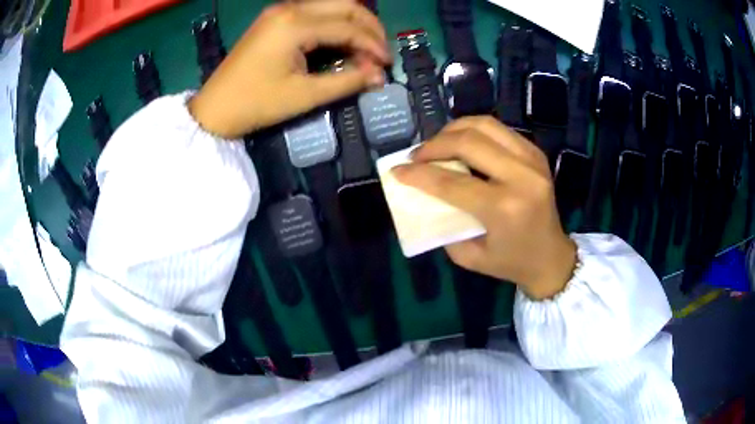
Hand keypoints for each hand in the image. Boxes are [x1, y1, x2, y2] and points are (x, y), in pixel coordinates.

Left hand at [189, 0, 390, 138]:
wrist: (214, 109)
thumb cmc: (256, 104)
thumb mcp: (304, 96)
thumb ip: (346, 81)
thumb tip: (379, 76)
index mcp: (295, 24)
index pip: (348, 27)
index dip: (373, 45)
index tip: (387, 65)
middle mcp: (290, 8)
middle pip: (345, 5)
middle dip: (369, 26)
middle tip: (380, 52)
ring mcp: (280, 11)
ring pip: (331, 5)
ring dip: (353, 23)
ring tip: (364, 48)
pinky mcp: (275, 18)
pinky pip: (315, 13)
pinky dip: (333, 25)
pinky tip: (340, 42)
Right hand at [393, 117, 576, 299]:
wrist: (552, 257)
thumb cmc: (510, 262)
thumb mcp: (469, 255)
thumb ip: (444, 224)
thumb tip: (424, 194)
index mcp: (504, 208)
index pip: (452, 182)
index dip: (419, 174)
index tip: (397, 170)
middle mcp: (521, 176)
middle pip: (468, 142)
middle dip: (434, 145)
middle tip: (417, 156)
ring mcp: (532, 160)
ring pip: (484, 125)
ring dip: (453, 130)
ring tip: (437, 145)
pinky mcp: (536, 153)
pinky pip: (498, 130)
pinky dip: (474, 131)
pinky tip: (462, 144)